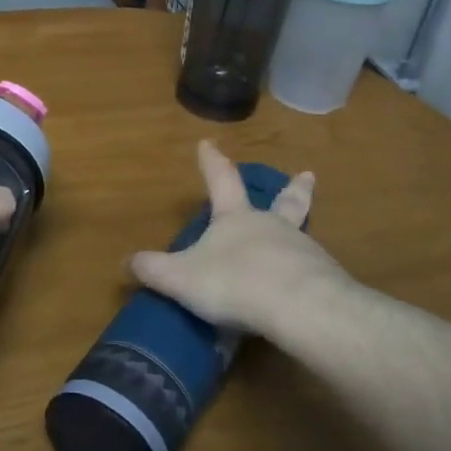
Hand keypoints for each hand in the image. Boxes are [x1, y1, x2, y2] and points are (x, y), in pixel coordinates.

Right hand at [128, 141, 347, 336]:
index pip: (221, 180)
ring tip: (296, 248)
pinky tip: (300, 295)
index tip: (208, 142)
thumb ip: (154, 270)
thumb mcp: (182, 278)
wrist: (299, 307)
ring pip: (299, 236)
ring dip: (297, 236)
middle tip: (307, 175)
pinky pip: (310, 274)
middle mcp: (272, 225)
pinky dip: (304, 277)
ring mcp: (303, 250)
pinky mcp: (324, 280)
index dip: (212, 162)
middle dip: (293, 188)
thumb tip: (127, 261)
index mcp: (236, 217)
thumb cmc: (234, 281)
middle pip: (285, 200)